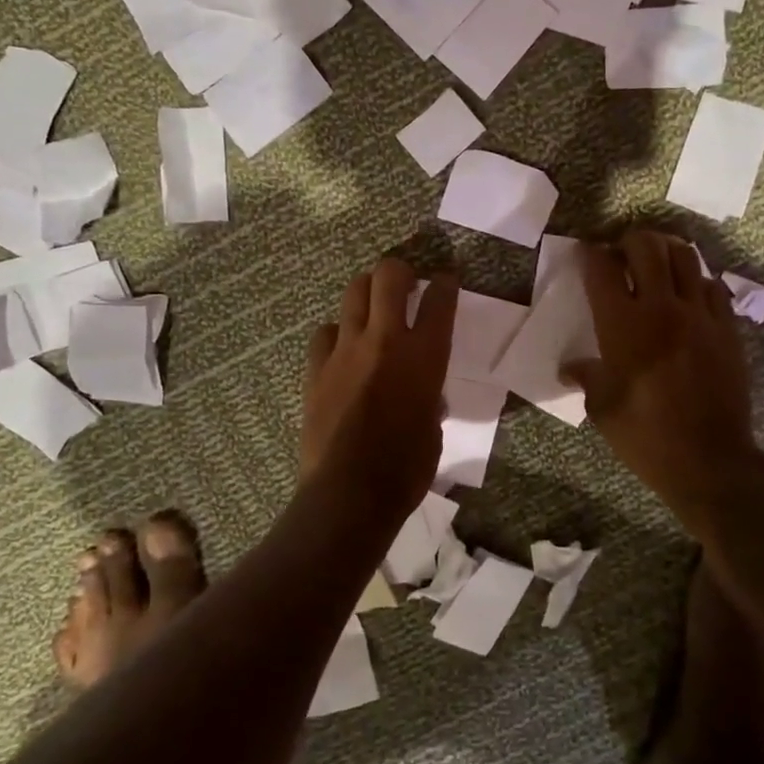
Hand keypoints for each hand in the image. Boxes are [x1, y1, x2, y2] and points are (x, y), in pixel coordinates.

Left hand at [301, 257, 457, 516]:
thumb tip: (425, 393)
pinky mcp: (316, 368)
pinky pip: (325, 333)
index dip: (445, 284)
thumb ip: (429, 398)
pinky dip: (337, 333)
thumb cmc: (405, 469)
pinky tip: (342, 348)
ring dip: (367, 293)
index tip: (446, 279)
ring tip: (373, 307)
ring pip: (353, 293)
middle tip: (405, 282)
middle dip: (399, 270)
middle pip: (388, 276)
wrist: (349, 493)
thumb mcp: (434, 428)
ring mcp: (345, 351)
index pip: (439, 301)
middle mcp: (384, 341)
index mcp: (424, 357)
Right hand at [562, 231, 763, 528]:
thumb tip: (571, 367)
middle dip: (629, 241)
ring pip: (686, 257)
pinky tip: (689, 296)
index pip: (602, 269)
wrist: (710, 460)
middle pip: (647, 247)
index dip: (589, 254)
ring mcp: (700, 315)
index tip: (585, 253)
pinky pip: (714, 287)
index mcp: (622, 325)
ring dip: (666, 252)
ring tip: (657, 264)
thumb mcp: (602, 409)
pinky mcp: (727, 328)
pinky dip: (697, 282)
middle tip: (621, 255)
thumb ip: (587, 377)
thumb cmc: (645, 436)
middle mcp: (662, 308)